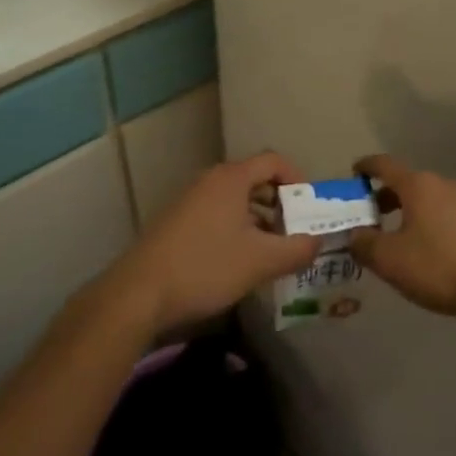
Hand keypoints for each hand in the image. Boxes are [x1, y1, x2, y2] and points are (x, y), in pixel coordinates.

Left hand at [112, 151, 318, 334]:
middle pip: (255, 180)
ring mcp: (189, 201)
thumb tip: (318, 242)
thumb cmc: (205, 267)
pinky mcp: (176, 223)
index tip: (308, 208)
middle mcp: (210, 180)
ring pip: (235, 201)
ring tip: (269, 253)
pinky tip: (237, 263)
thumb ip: (296, 249)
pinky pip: (216, 215)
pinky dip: (235, 230)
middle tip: (293, 233)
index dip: (297, 180)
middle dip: (279, 205)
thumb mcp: (260, 262)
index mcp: (232, 178)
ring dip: (258, 221)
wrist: (138, 294)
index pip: (274, 161)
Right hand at [347, 155, 455, 323]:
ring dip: (410, 211)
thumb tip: (353, 234)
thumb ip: (364, 244)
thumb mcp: (390, 260)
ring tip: (399, 237)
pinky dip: (432, 222)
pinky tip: (430, 250)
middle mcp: (443, 183)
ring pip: (430, 199)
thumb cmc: (439, 266)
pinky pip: (448, 213)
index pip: (385, 165)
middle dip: (386, 196)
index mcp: (418, 185)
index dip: (366, 166)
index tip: (354, 172)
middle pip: (408, 182)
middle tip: (371, 216)